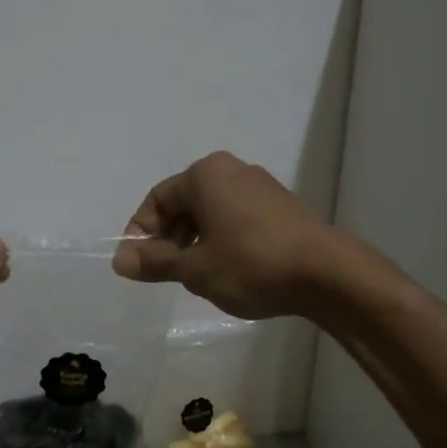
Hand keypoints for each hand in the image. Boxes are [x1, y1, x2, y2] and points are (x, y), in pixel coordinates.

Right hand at [112, 151, 334, 319]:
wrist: (326, 274)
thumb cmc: (251, 264)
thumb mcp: (195, 268)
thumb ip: (155, 261)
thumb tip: (119, 260)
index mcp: (205, 175)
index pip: (157, 199)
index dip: (140, 232)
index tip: (137, 265)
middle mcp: (232, 170)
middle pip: (184, 203)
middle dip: (168, 238)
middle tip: (164, 273)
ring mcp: (260, 187)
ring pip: (210, 212)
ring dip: (194, 242)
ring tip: (195, 276)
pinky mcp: (280, 207)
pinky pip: (235, 217)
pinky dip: (220, 239)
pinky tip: (226, 270)